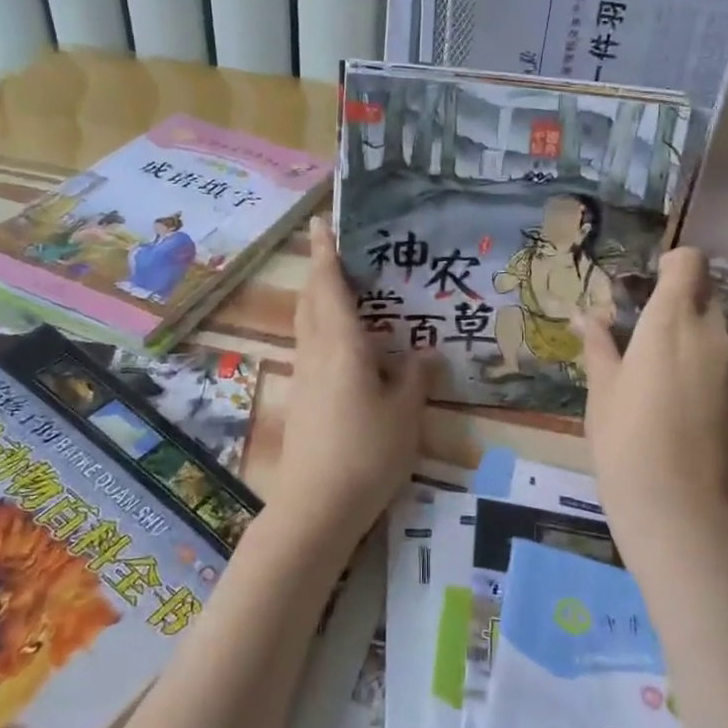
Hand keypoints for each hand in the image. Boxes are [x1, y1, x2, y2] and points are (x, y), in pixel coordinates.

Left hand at [272, 218, 431, 541]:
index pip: (330, 285)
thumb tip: (425, 352)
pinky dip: (324, 328)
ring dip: (320, 299)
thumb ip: (414, 377)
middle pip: (311, 300)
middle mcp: (317, 351)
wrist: (317, 506)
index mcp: (342, 344)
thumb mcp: (405, 413)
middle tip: (342, 253)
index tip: (321, 221)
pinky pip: (312, 347)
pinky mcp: (302, 398)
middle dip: (321, 272)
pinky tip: (348, 344)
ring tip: (347, 291)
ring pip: (307, 323)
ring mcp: (304, 375)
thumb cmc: (367, 452)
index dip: (326, 251)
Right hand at [582, 248, 727, 550]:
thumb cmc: (624, 438)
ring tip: (660, 371)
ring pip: (717, 331)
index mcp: (671, 321)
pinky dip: (706, 367)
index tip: (647, 286)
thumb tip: (586, 315)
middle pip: (706, 294)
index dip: (672, 264)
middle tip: (645, 330)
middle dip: (680, 301)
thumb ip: (599, 344)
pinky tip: (681, 404)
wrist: (676, 505)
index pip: (690, 262)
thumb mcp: (601, 388)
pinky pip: (725, 365)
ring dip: (693, 335)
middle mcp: (712, 334)